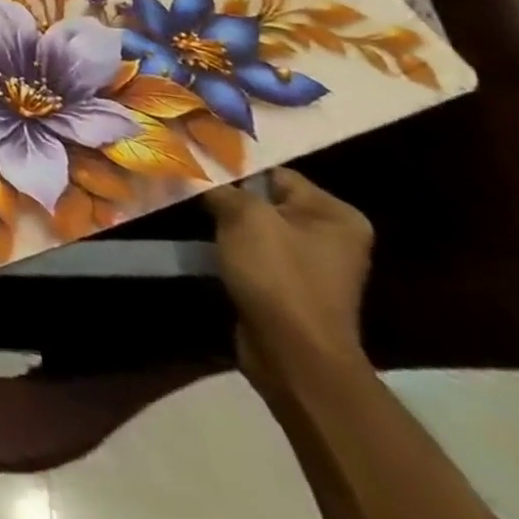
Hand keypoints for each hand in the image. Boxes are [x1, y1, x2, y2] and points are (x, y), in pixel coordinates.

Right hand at [205, 169, 373, 395]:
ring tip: (183, 206)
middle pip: (263, 198)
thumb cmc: (278, 276)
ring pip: (252, 226)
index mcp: (336, 214)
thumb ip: (221, 187)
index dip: (231, 168)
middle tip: (183, 183)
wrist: (292, 353)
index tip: (191, 164)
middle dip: (224, 195)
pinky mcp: (287, 285)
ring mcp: (310, 264)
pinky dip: (226, 245)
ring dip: (221, 221)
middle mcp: (330, 236)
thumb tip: (195, 171)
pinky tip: (199, 239)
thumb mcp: (244, 215)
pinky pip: (250, 251)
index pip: (273, 172)